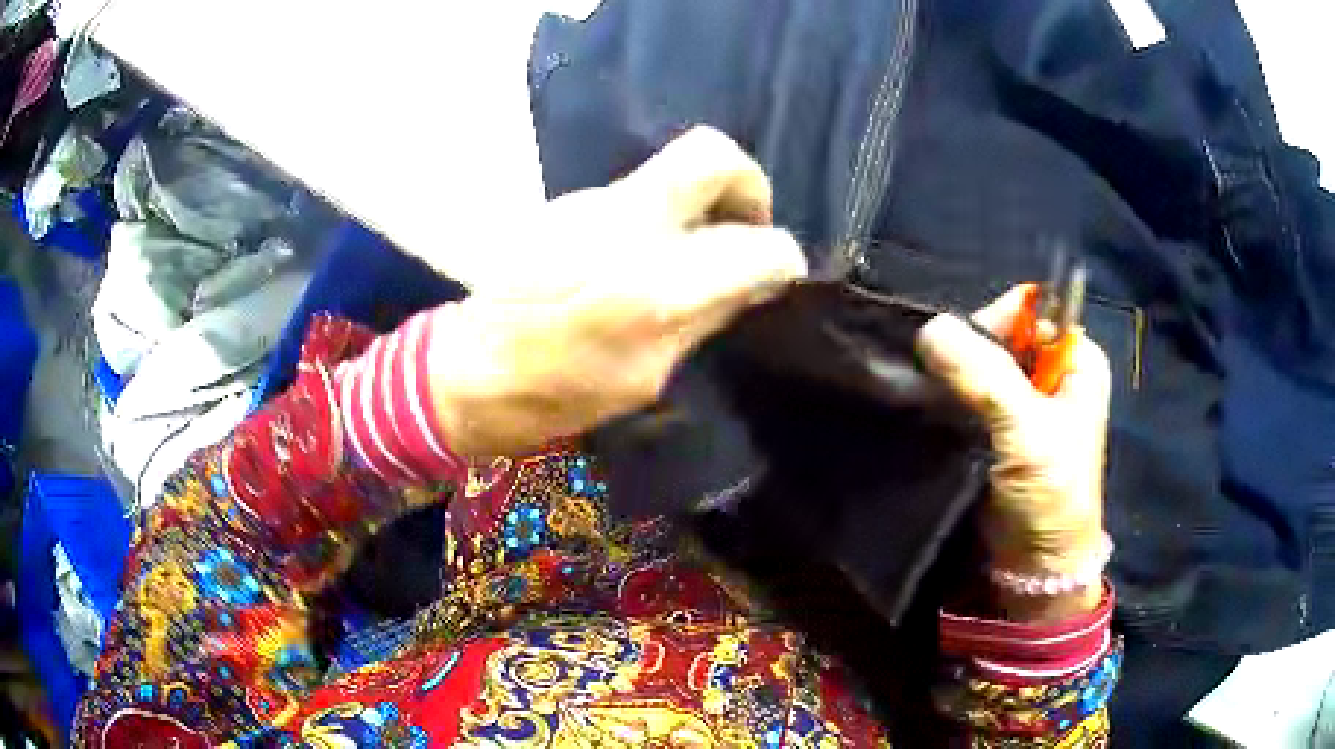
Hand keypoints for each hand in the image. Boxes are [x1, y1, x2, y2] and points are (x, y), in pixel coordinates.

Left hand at [428, 127, 806, 456]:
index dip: (782, 258)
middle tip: (745, 225)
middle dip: (748, 183)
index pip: (755, 244)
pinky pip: (635, 192)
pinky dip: (660, 215)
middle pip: (709, 153)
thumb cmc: (556, 394)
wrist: (467, 371)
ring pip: (670, 171)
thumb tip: (755, 281)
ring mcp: (587, 204)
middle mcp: (623, 224)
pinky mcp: (564, 204)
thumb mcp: (648, 375)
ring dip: (698, 204)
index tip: (778, 272)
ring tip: (691, 252)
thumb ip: (707, 316)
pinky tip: (642, 256)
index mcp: (653, 289)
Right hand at [917, 285, 1110, 616]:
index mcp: (1077, 360)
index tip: (968, 356)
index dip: (997, 322)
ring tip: (933, 400)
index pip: (1031, 310)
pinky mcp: (996, 429)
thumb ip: (986, 377)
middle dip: (970, 352)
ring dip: (954, 378)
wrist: (1034, 568)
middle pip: (1001, 335)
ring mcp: (1023, 402)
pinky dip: (949, 399)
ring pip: (980, 365)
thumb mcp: (1028, 433)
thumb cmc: (1050, 496)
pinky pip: (967, 395)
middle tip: (948, 386)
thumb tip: (931, 327)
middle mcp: (1051, 373)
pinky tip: (932, 411)